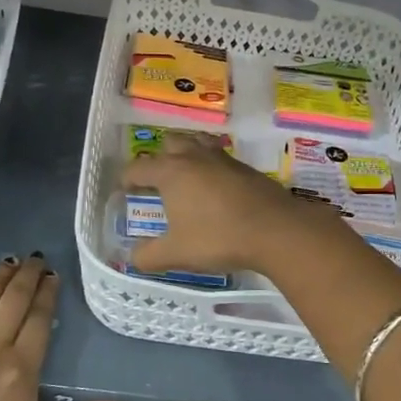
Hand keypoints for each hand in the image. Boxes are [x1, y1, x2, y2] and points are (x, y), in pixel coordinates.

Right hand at [122, 133, 344, 278]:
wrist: (275, 230)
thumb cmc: (218, 238)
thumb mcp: (176, 253)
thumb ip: (148, 256)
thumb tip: (132, 257)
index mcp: (171, 172)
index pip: (139, 167)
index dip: (127, 178)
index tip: (124, 190)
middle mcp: (194, 157)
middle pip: (170, 143)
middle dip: (159, 158)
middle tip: (157, 181)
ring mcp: (223, 159)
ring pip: (198, 143)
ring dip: (188, 154)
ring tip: (186, 177)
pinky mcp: (246, 168)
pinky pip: (220, 158)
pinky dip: (211, 167)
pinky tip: (216, 189)